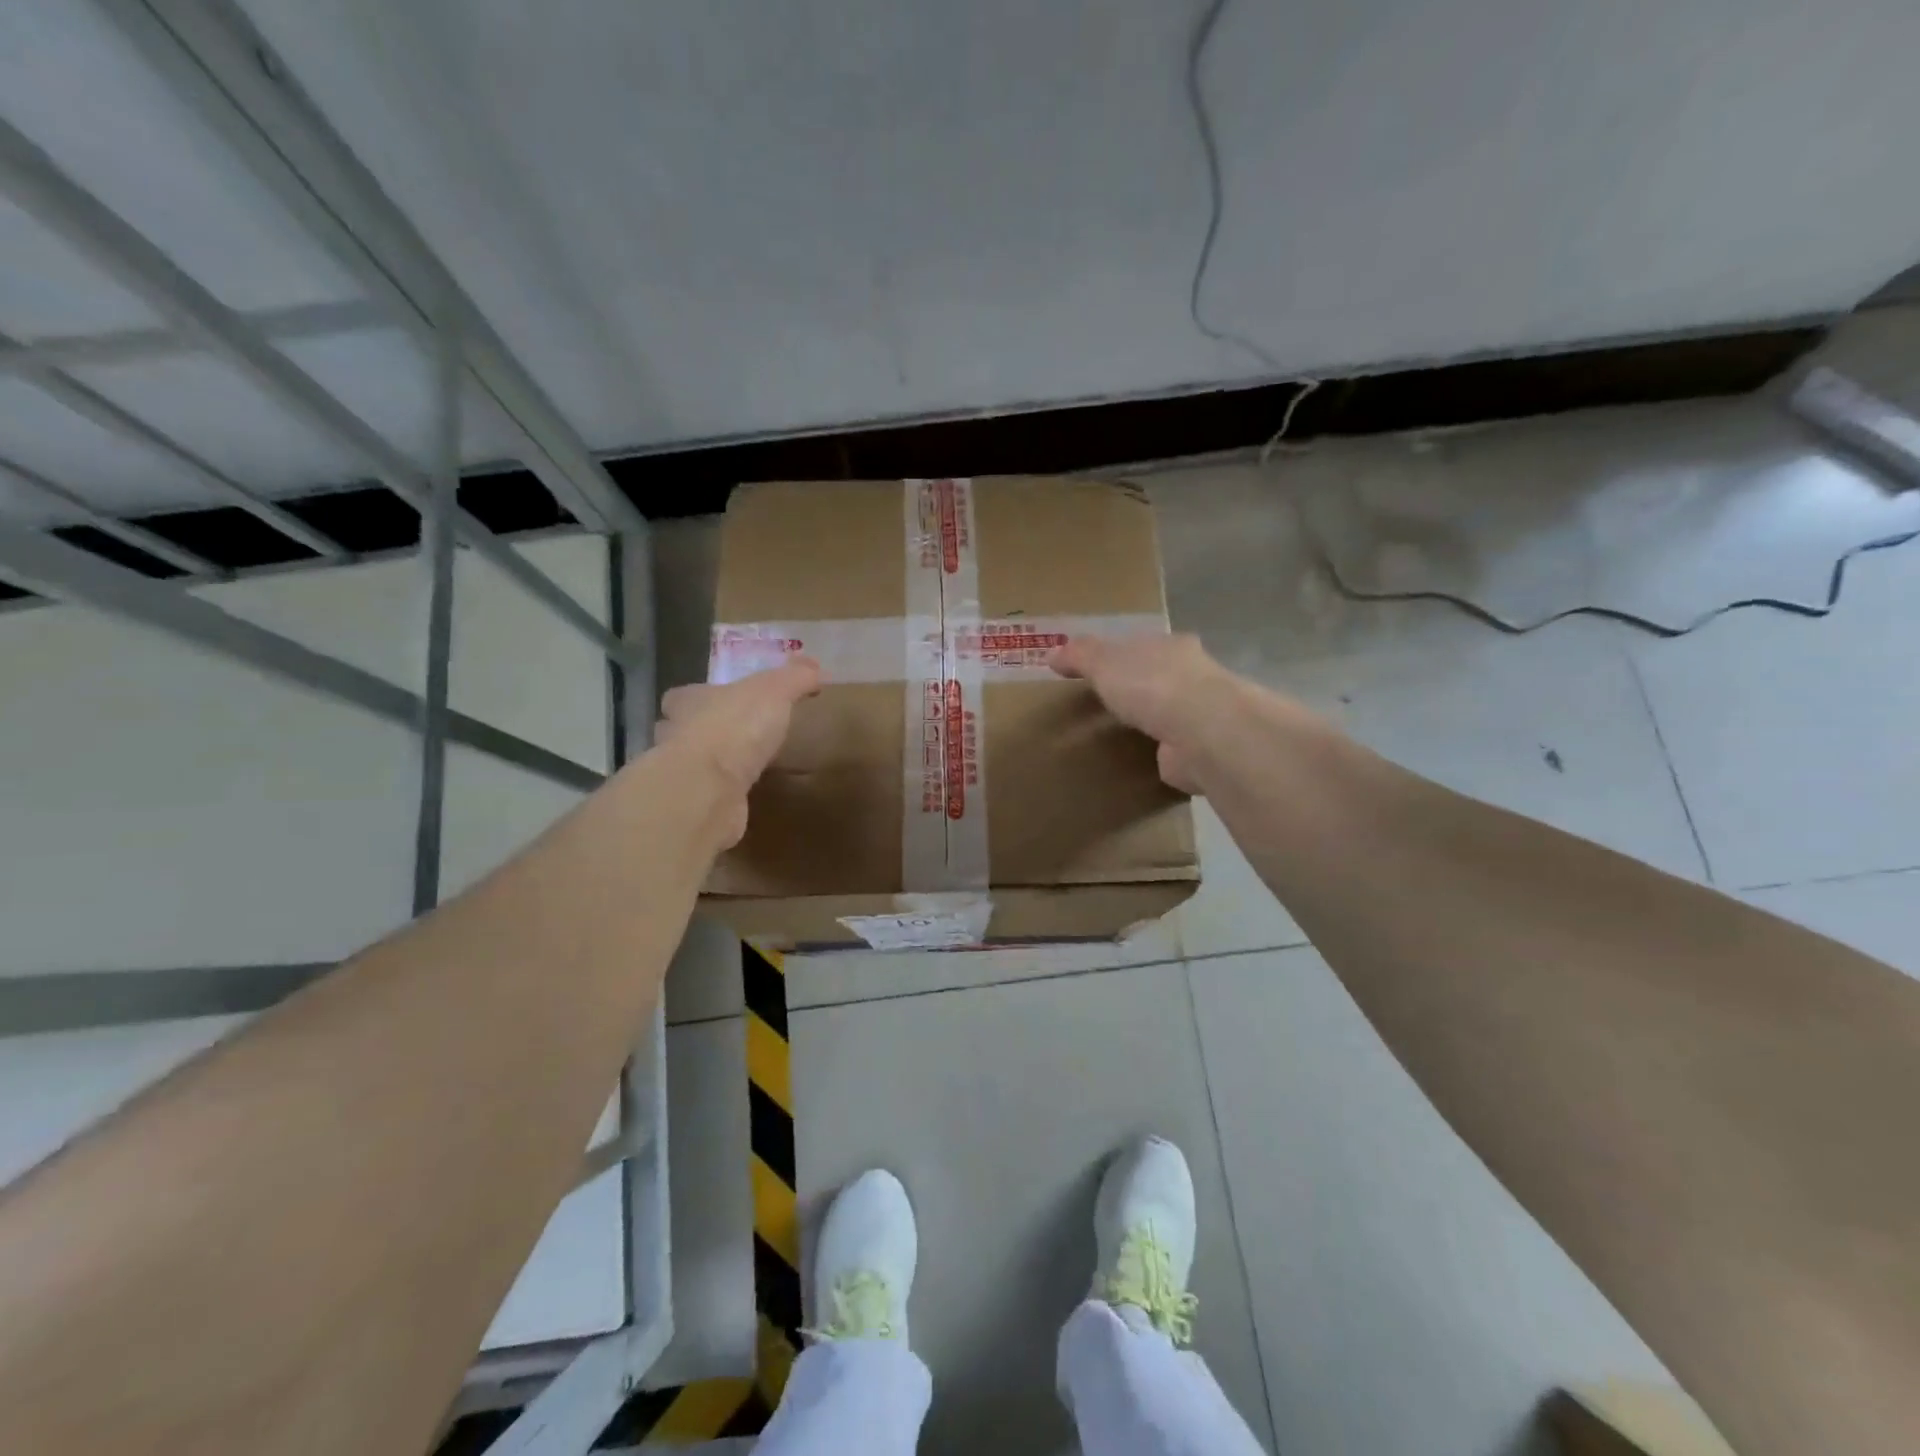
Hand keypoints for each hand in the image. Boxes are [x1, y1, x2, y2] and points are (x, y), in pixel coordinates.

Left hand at [657, 657, 820, 843]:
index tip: (725, 702)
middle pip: (684, 730)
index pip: (684, 696)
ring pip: (695, 765)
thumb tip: (815, 666)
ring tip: (745, 767)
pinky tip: (745, 796)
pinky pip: (710, 795)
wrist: (710, 788)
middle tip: (737, 736)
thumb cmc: (736, 727)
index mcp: (688, 702)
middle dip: (705, 731)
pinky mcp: (695, 806)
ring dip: (714, 765)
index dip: (702, 697)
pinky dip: (723, 795)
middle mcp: (676, 736)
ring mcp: (683, 775)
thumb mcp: (774, 690)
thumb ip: (794, 677)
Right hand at [1049, 634, 1236, 792]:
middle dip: (1141, 689)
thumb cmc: (1151, 685)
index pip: (1146, 645)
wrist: (1202, 732)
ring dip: (1153, 723)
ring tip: (1121, 737)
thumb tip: (1052, 653)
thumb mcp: (1104, 662)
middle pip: (1161, 678)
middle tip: (1109, 705)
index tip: (1102, 669)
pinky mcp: (1201, 752)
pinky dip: (1161, 755)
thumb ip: (1080, 656)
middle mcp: (1193, 677)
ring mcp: (1201, 716)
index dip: (1124, 655)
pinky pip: (1174, 751)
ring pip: (1171, 715)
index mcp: (1172, 647)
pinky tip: (1142, 764)